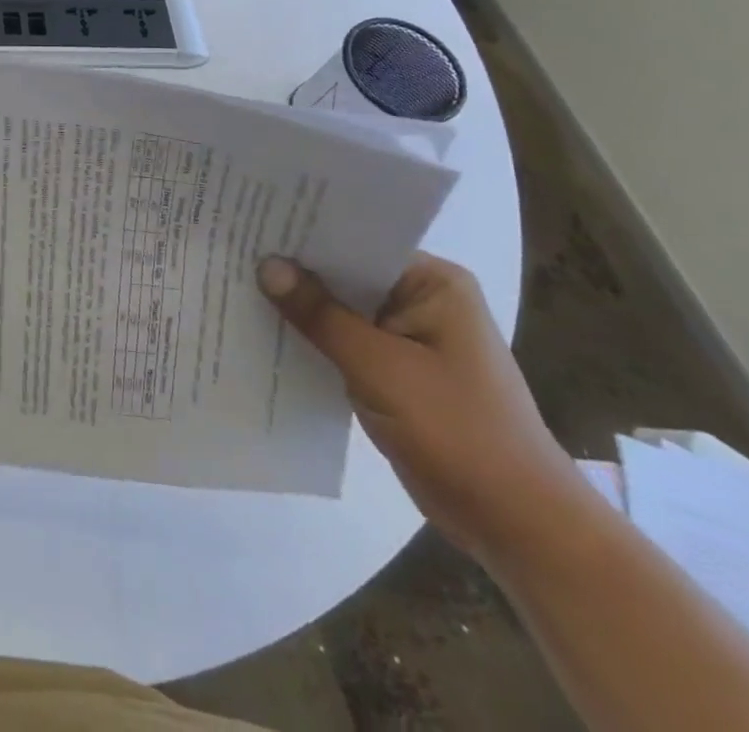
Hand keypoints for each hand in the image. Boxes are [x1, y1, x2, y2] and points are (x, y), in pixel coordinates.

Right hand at [258, 252, 588, 564]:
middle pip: (344, 274)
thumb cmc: (459, 432)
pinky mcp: (394, 371)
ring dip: (298, 307)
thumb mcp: (380, 368)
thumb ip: (321, 315)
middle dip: (293, 270)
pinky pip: (342, 341)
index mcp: (432, 283)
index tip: (250, 222)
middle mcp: (420, 300)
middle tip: (230, 248)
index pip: (356, 242)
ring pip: (339, 310)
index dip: (303, 234)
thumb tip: (266, 265)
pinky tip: (263, 331)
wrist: (518, 525)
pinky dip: (311, 339)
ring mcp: (407, 337)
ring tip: (233, 282)